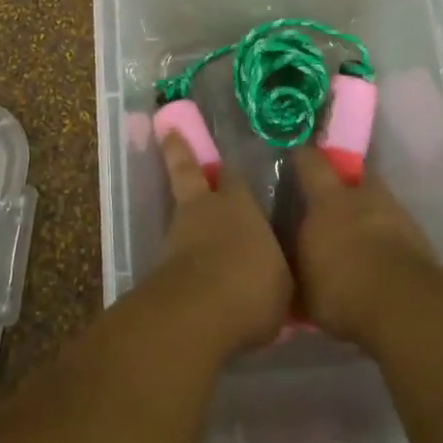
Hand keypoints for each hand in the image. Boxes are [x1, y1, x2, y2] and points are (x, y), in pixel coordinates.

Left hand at [152, 133, 293, 357]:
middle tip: (170, 131)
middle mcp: (207, 209)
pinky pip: (172, 250)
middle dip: (180, 152)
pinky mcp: (160, 263)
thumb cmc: (253, 287)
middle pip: (189, 172)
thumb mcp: (282, 282)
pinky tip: (183, 263)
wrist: (200, 311)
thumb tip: (277, 270)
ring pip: (179, 210)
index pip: (236, 178)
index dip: (234, 174)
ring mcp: (178, 233)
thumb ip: (276, 268)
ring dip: (182, 210)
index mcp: (241, 205)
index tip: (231, 166)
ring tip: (185, 212)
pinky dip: (176, 252)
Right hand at [289, 145, 436, 345]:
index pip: (311, 163)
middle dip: (343, 185)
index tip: (296, 154)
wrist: (403, 305)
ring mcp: (395, 213)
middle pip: (353, 177)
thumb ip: (295, 266)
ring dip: (367, 214)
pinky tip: (379, 260)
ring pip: (377, 203)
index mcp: (327, 200)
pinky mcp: (419, 237)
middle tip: (331, 203)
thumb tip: (288, 265)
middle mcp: (361, 196)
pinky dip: (387, 238)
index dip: (303, 157)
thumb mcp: (302, 285)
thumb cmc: (341, 288)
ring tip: (358, 238)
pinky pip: (396, 229)